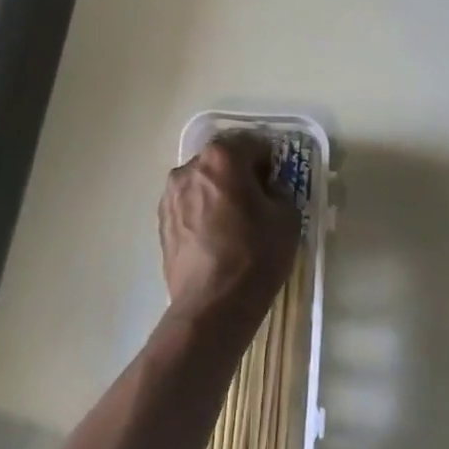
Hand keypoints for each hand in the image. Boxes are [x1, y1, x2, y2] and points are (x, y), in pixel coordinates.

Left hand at [159, 134, 300, 323]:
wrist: (212, 305)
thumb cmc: (255, 255)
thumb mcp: (286, 217)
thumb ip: (279, 190)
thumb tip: (267, 190)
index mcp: (222, 158)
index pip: (253, 143)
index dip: (270, 160)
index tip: (279, 180)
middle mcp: (189, 168)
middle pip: (222, 160)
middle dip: (241, 173)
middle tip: (259, 200)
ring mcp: (170, 195)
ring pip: (203, 182)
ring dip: (219, 192)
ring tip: (236, 222)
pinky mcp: (162, 222)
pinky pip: (189, 205)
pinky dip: (204, 212)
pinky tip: (217, 238)